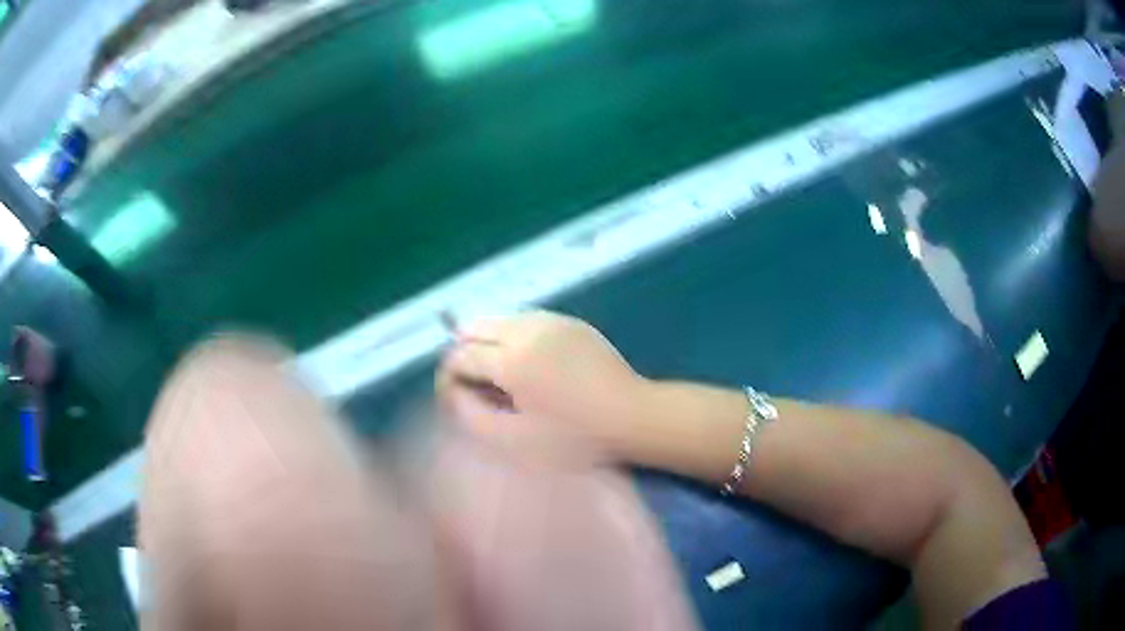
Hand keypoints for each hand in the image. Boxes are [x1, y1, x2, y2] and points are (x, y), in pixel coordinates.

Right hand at [437, 311, 647, 460]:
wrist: (632, 417)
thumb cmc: (573, 438)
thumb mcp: (515, 440)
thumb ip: (471, 415)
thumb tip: (451, 389)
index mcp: (511, 360)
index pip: (459, 356)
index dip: (449, 376)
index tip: (456, 397)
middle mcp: (526, 329)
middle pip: (474, 327)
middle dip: (466, 353)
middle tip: (479, 385)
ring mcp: (551, 320)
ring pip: (499, 320)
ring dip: (489, 342)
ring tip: (504, 376)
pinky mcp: (570, 322)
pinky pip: (526, 320)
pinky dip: (514, 336)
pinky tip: (530, 363)